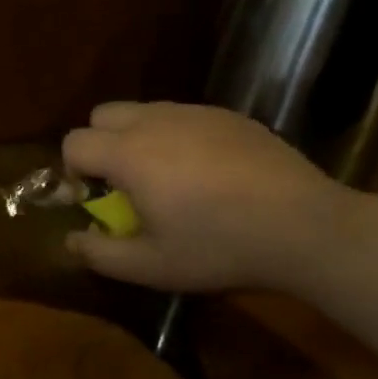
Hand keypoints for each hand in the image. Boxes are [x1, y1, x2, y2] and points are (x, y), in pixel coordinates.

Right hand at [61, 101, 348, 293]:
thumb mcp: (152, 266)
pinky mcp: (229, 116)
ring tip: (169, 178)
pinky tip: (209, 174)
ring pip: (145, 111)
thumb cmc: (219, 247)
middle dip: (101, 144)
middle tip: (126, 183)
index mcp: (129, 154)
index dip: (73, 171)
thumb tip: (72, 240)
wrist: (305, 226)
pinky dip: (179, 137)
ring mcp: (196, 113)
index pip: (75, 142)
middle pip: (103, 114)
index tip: (96, 199)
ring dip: (138, 138)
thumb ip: (101, 254)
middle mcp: (156, 121)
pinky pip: (185, 117)